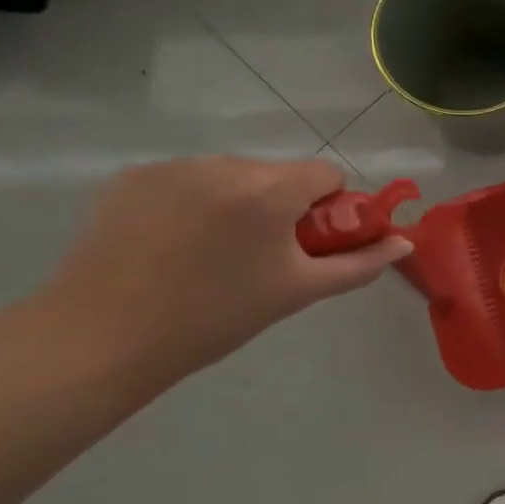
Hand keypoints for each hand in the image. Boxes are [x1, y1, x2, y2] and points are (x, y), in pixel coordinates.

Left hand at [41, 156, 411, 383]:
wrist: (100, 339)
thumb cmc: (214, 317)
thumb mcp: (298, 292)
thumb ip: (359, 264)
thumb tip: (404, 243)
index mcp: (271, 190)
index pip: (326, 174)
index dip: (327, 209)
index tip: (306, 245)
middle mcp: (226, 164)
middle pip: (279, 173)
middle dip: (281, 205)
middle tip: (259, 256)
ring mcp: (175, 166)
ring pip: (232, 175)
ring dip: (237, 202)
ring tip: (208, 253)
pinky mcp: (134, 176)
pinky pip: (187, 179)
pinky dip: (192, 201)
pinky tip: (170, 243)